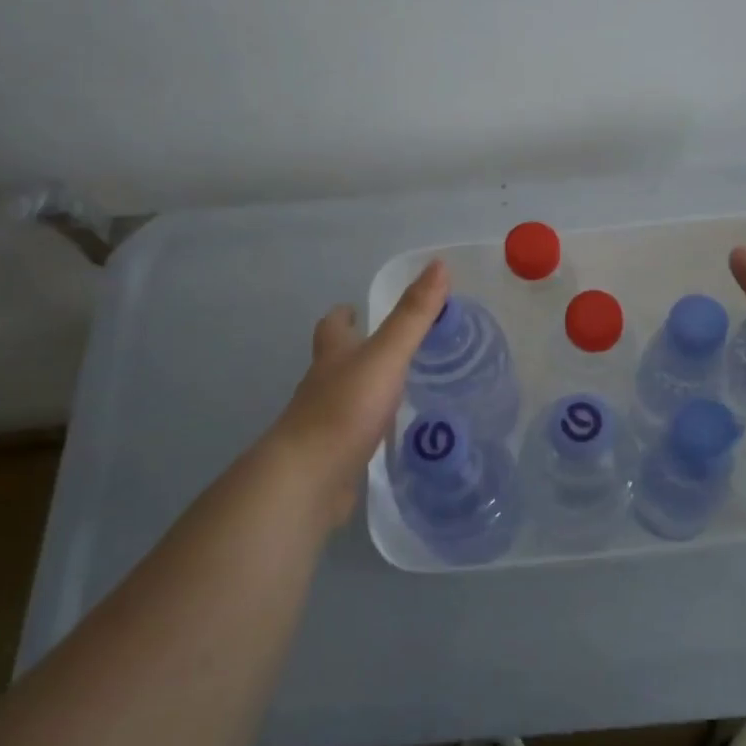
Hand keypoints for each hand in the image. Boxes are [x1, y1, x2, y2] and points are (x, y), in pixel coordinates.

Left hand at [260, 260, 449, 526]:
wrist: (308, 480)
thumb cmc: (345, 409)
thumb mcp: (386, 355)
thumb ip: (413, 315)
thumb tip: (438, 265)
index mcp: (333, 357)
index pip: (333, 327)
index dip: (344, 316)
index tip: (356, 309)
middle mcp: (322, 386)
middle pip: (335, 362)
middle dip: (356, 353)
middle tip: (392, 350)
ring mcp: (324, 425)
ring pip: (344, 399)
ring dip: (366, 391)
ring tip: (399, 391)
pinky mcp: (332, 459)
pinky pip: (352, 436)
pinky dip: (368, 430)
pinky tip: (390, 437)